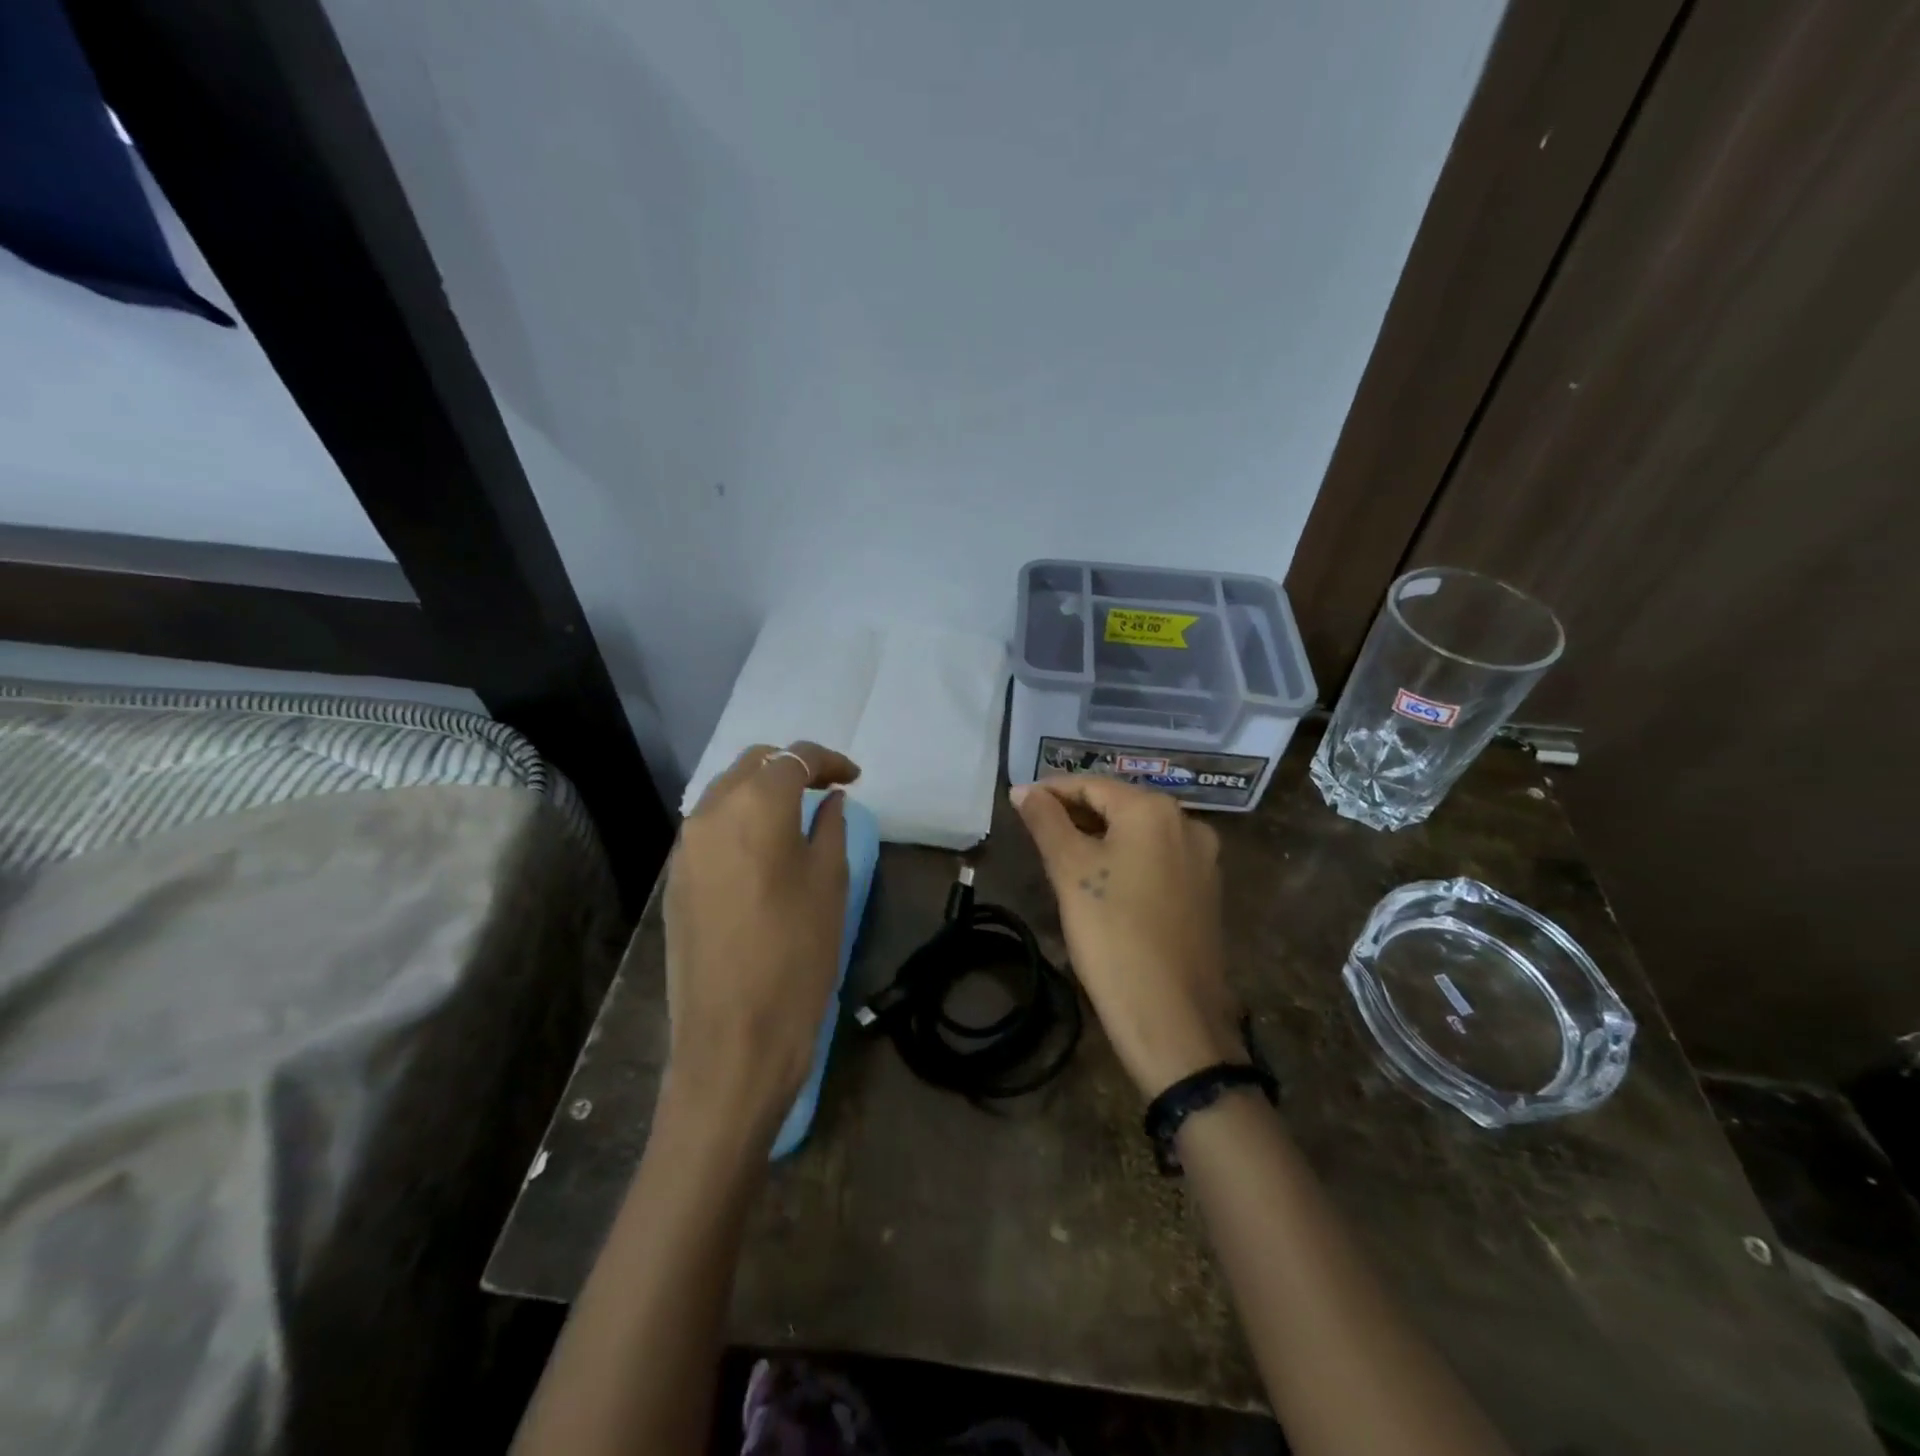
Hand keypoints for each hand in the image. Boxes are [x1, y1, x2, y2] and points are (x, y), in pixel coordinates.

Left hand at [663, 741, 859, 1132]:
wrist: (733, 1037)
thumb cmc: (797, 955)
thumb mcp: (830, 884)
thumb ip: (830, 828)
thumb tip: (830, 800)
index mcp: (756, 806)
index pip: (794, 758)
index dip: (829, 760)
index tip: (854, 778)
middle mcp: (711, 813)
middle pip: (752, 764)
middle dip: (791, 767)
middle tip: (826, 790)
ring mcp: (686, 846)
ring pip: (725, 792)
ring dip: (762, 792)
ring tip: (797, 817)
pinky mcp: (675, 878)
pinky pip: (710, 827)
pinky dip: (739, 820)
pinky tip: (763, 850)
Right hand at [1011, 776, 1241, 1100]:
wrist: (1173, 1017)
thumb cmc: (1113, 934)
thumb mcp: (1070, 871)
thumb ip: (1045, 821)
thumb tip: (1023, 790)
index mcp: (1154, 811)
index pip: (1092, 784)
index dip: (1051, 791)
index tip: (1018, 803)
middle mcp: (1188, 824)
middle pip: (1119, 806)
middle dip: (1075, 814)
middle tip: (1036, 832)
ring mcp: (1203, 861)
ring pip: (1139, 835)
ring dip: (1100, 838)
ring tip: (1062, 856)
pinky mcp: (1206, 894)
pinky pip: (1157, 861)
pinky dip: (1126, 861)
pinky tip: (1102, 884)